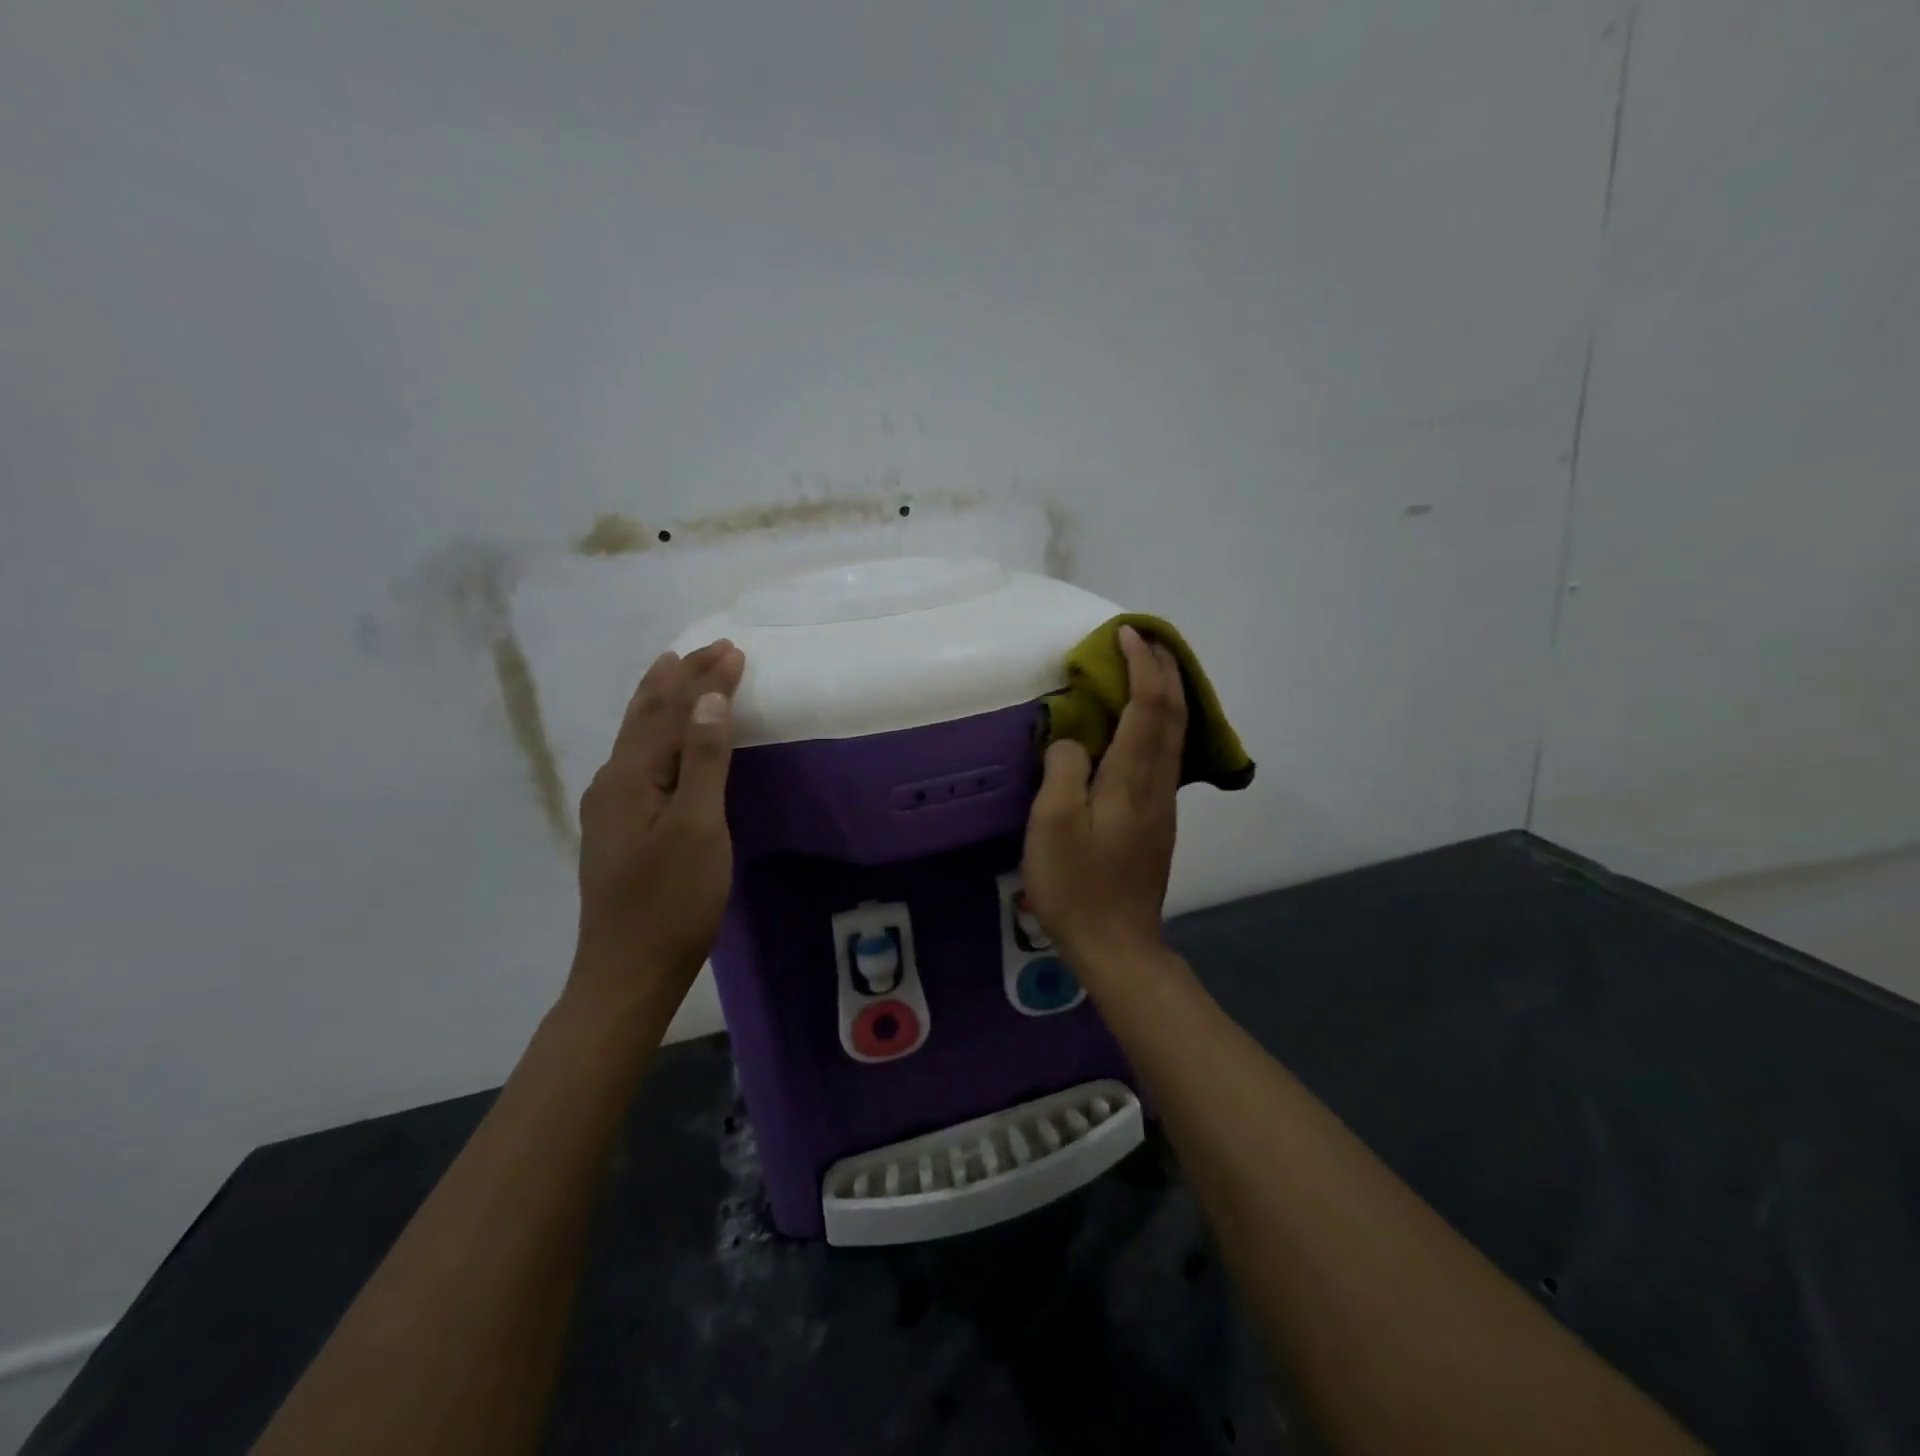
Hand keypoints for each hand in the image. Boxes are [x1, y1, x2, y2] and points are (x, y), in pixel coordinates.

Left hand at [571, 639, 746, 1011]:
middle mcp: (613, 782)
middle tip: (705, 648)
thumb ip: (703, 761)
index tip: (734, 649)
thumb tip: (709, 699)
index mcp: (630, 777)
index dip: (704, 679)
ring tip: (671, 671)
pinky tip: (658, 740)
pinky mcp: (620, 829)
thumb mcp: (697, 828)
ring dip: (660, 701)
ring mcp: (611, 808)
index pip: (672, 711)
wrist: (628, 971)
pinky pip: (639, 760)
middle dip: (678, 679)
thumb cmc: (671, 901)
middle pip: (646, 716)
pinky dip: (655, 732)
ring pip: (637, 737)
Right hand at [1023, 625, 1187, 967]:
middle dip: (1164, 669)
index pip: (1148, 703)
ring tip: (1145, 671)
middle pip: (1173, 712)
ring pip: (1175, 733)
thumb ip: (1062, 768)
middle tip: (1144, 639)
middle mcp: (1157, 783)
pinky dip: (1158, 722)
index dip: (1141, 664)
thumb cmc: (1077, 884)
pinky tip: (1140, 725)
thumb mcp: (1053, 824)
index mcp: (1132, 777)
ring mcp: (1163, 803)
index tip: (1125, 633)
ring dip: (1165, 693)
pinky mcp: (1157, 820)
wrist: (1116, 944)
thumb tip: (1072, 741)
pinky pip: (1166, 753)